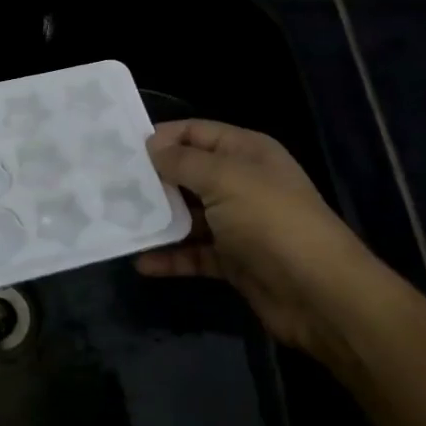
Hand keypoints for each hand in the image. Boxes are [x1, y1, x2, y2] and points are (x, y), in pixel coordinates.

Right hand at [135, 119, 369, 358]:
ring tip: (117, 222)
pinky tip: (141, 262)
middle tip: (108, 186)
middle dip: (152, 180)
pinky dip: (171, 257)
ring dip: (157, 220)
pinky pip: (194, 253)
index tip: (120, 149)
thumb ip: (184, 161)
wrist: (318, 292)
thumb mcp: (225, 179)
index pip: (197, 133)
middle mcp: (242, 183)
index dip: (161, 137)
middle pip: (189, 174)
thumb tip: (151, 146)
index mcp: (247, 152)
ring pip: (188, 216)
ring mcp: (238, 224)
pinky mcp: (233, 261)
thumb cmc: (270, 221)